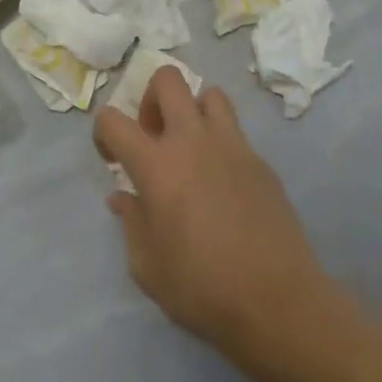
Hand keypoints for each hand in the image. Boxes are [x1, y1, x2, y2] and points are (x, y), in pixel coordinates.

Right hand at [94, 69, 334, 370]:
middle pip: (167, 79)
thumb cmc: (202, 288)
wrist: (277, 301)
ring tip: (192, 150)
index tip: (111, 158)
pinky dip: (221, 143)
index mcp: (157, 165)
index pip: (113, 119)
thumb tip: (123, 198)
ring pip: (209, 95)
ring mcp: (232, 145)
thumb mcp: (147, 267)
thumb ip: (131, 223)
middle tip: (154, 137)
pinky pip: (235, 131)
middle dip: (151, 98)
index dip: (103, 132)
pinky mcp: (261, 161)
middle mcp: (193, 141)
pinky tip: (223, 183)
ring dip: (193, 112)